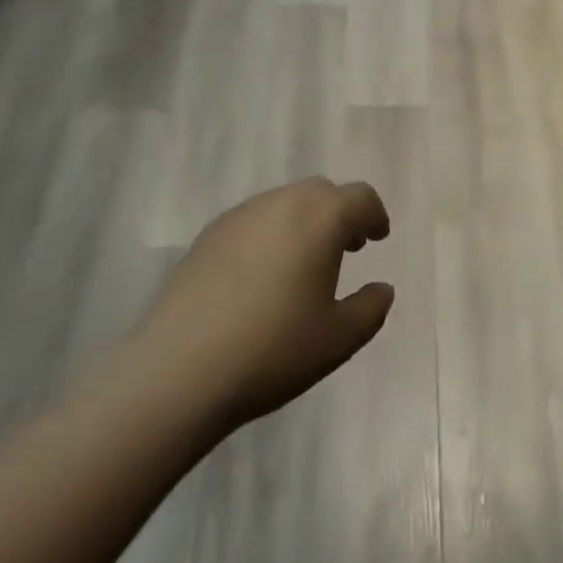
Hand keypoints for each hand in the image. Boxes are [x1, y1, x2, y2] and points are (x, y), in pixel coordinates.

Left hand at [135, 178, 394, 431]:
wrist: (180, 370)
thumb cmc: (273, 350)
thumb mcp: (338, 339)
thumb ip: (371, 308)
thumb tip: (382, 288)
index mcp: (322, 217)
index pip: (361, 198)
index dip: (374, 215)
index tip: (377, 238)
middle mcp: (284, 201)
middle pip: (322, 192)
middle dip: (339, 214)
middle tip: (345, 249)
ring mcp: (242, 214)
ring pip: (286, 203)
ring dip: (304, 222)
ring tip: (302, 264)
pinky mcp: (210, 233)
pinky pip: (254, 221)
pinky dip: (270, 234)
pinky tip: (260, 277)